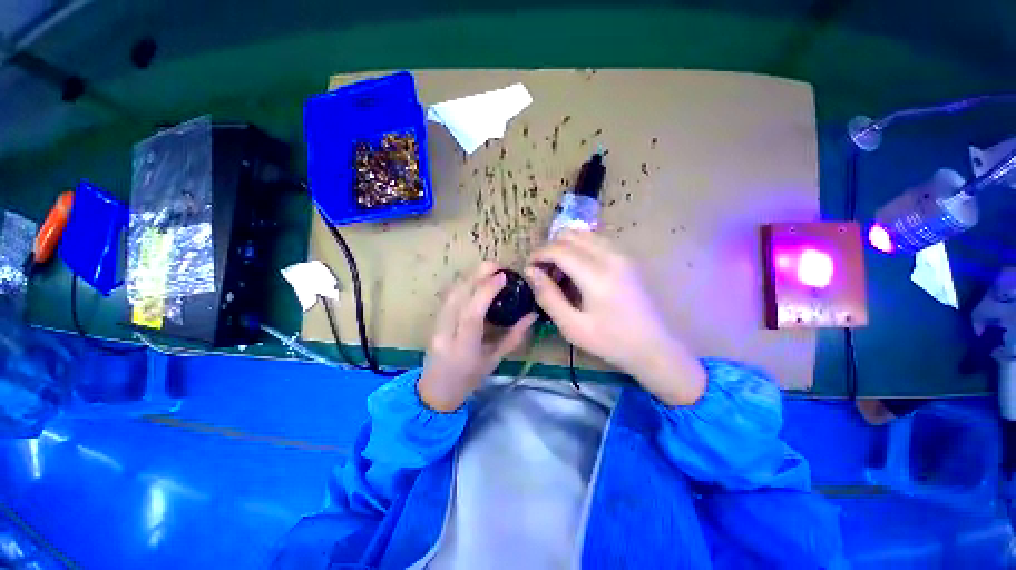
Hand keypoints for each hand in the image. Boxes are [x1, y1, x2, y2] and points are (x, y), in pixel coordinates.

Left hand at [418, 262, 537, 410]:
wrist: (436, 390)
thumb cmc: (469, 379)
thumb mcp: (494, 360)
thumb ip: (514, 336)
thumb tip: (532, 315)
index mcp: (464, 348)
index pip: (472, 314)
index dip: (486, 291)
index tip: (503, 276)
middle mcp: (446, 334)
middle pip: (458, 297)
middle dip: (477, 275)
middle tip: (498, 265)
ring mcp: (436, 326)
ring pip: (451, 293)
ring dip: (470, 277)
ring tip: (489, 270)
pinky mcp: (434, 320)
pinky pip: (448, 296)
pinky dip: (463, 284)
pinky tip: (475, 280)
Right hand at [525, 230, 704, 405]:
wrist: (654, 347)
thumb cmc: (611, 341)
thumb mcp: (572, 326)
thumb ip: (548, 296)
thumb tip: (531, 272)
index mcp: (596, 274)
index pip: (558, 249)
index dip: (538, 255)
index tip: (529, 269)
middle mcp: (610, 255)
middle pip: (570, 234)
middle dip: (550, 248)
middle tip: (544, 272)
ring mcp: (622, 253)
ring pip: (584, 234)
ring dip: (565, 247)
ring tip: (560, 272)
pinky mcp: (628, 257)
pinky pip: (597, 240)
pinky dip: (580, 248)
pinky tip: (579, 271)